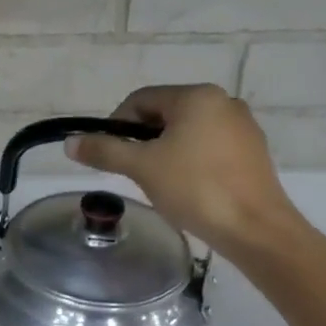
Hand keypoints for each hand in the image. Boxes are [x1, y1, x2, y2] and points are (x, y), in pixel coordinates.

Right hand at [65, 83, 305, 254]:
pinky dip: (191, 162)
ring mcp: (242, 127)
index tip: (108, 155)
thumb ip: (105, 151)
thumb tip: (70, 142)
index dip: (117, 124)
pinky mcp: (253, 152)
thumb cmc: (195, 189)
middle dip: (143, 140)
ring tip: (159, 184)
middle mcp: (223, 102)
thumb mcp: (142, 168)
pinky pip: (210, 147)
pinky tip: (188, 189)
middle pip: (166, 114)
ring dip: (166, 152)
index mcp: (196, 96)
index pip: (142, 99)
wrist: (255, 228)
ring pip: (188, 132)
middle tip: (132, 172)